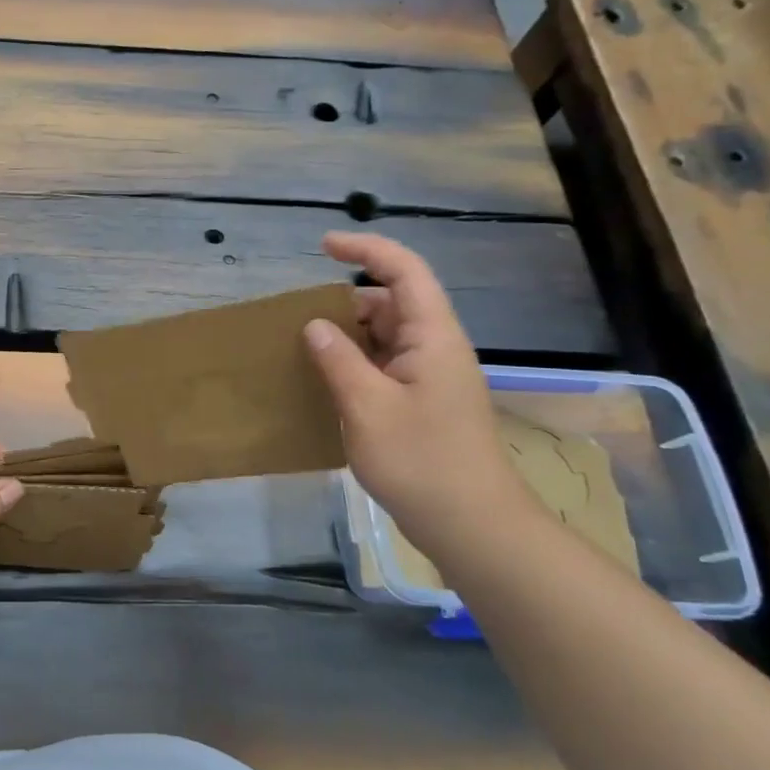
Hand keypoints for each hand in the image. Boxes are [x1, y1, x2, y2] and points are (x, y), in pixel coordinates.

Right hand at [303, 232, 532, 559]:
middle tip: (298, 315)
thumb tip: (315, 324)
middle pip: (392, 302)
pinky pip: (384, 365)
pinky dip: (354, 363)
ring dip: (347, 335)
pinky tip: (325, 380)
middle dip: (346, 300)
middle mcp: (435, 348)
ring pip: (386, 336)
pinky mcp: (422, 403)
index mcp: (432, 337)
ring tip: (302, 346)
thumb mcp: (368, 407)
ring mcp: (430, 377)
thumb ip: (339, 359)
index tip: (324, 246)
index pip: (404, 272)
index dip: (366, 250)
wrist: (471, 524)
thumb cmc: (421, 460)